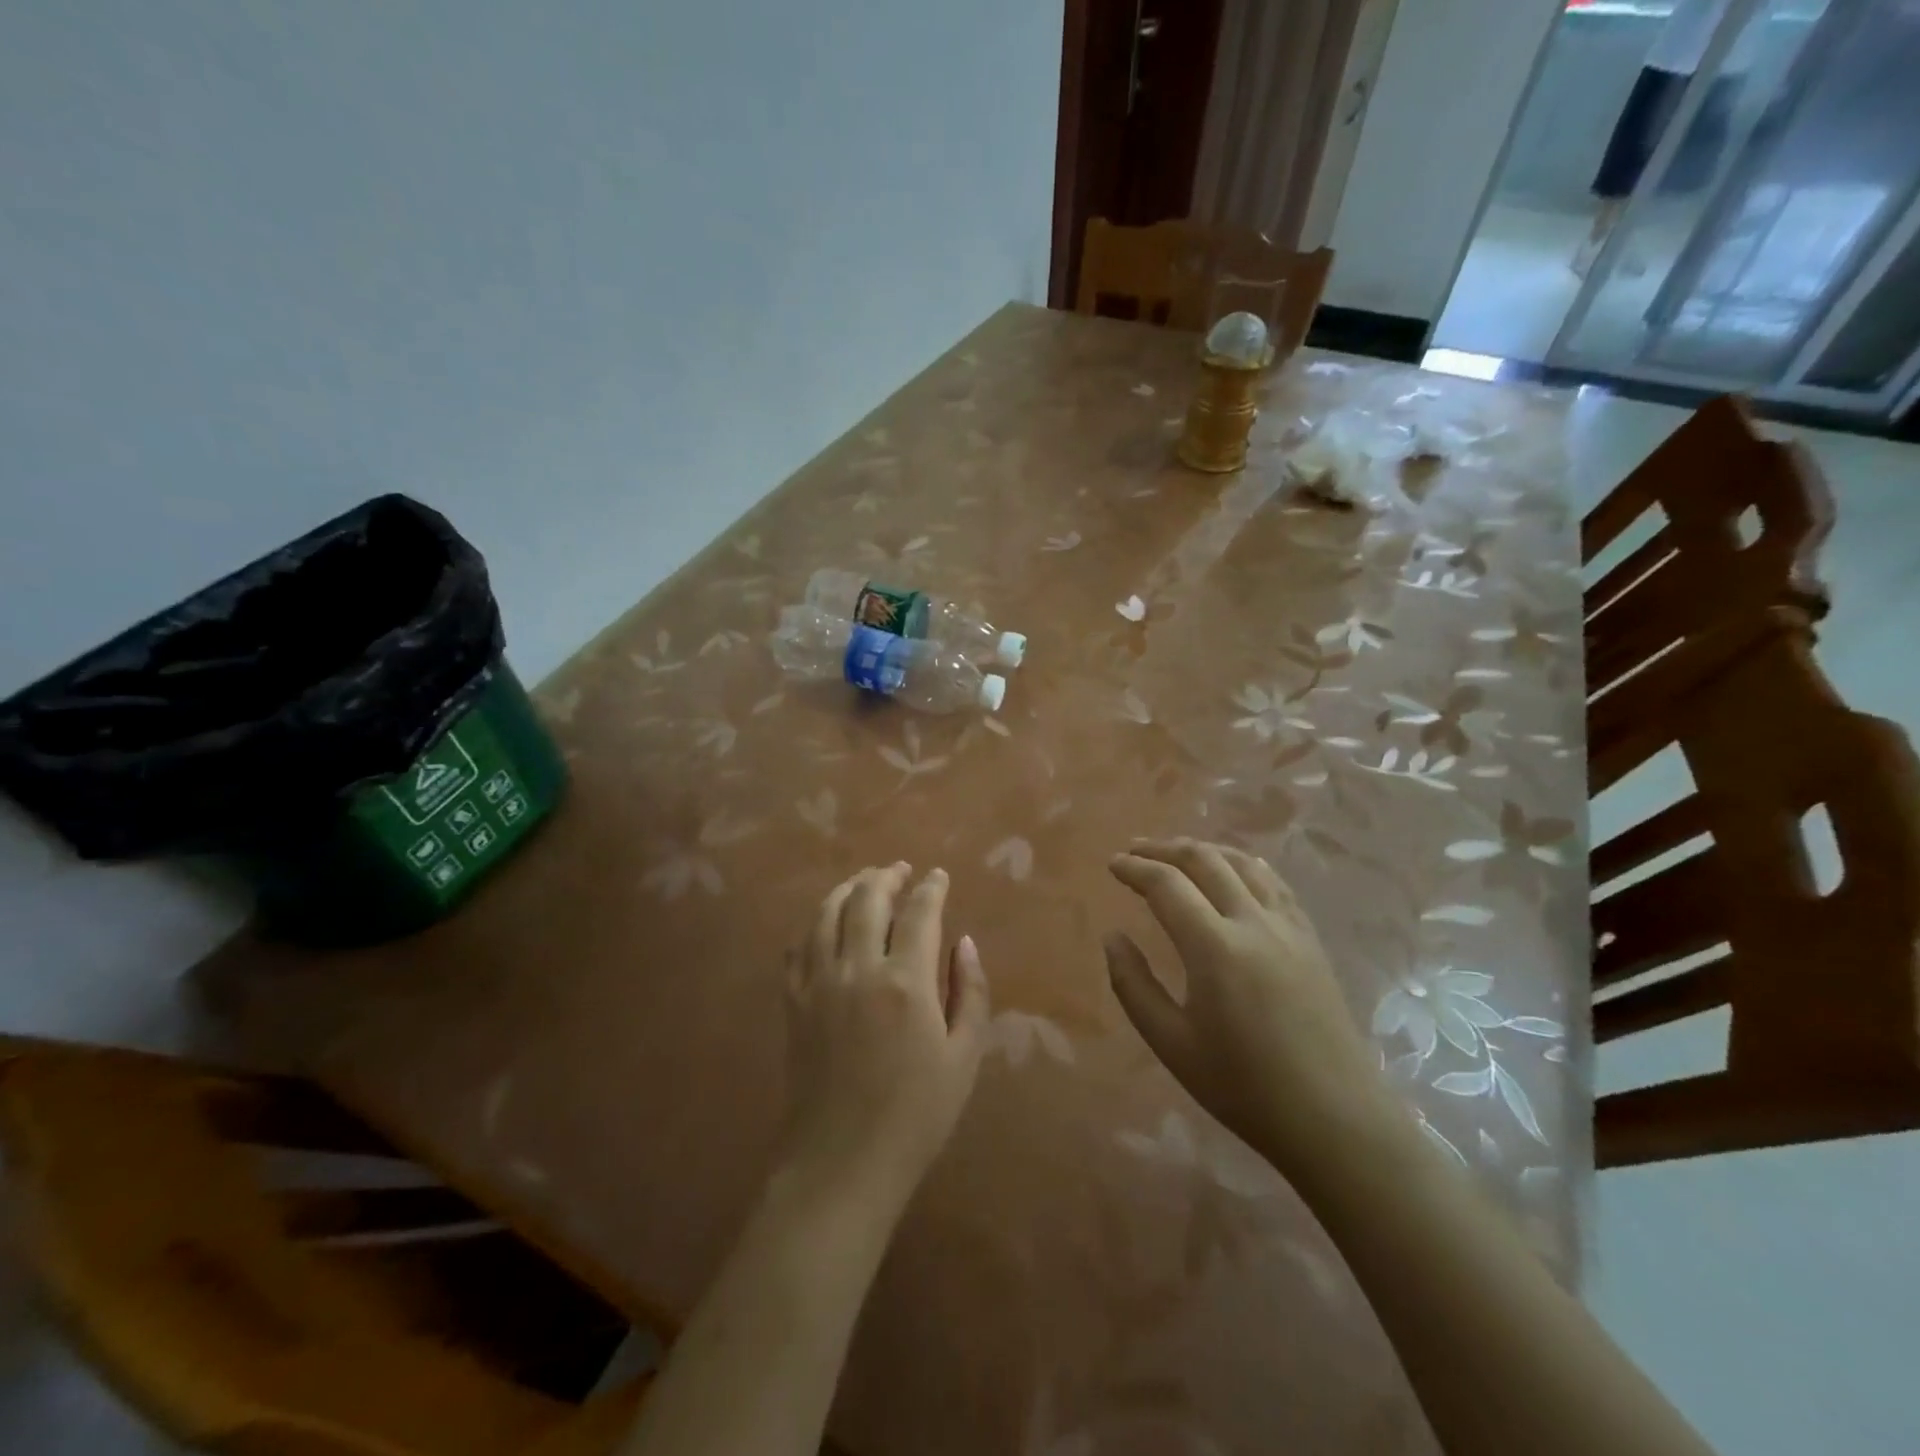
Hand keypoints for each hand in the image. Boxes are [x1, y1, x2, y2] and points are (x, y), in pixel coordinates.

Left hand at [779, 863, 990, 1211]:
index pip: (920, 912)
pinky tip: (824, 926)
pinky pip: (797, 949)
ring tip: (864, 881)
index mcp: (906, 982)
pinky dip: (813, 927)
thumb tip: (963, 942)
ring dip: (847, 889)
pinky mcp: (793, 1004)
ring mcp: (819, 984)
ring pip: (827, 915)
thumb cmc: (916, 1115)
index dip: (931, 887)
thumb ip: (970, 992)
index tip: (938, 876)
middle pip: (867, 900)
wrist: (842, 1165)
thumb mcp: (964, 1057)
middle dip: (886, 876)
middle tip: (900, 869)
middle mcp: (858, 969)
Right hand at [1104, 839, 1400, 1177]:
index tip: (1113, 865)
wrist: (1335, 1119)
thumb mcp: (1171, 1044)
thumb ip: (1133, 985)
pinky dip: (1242, 864)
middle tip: (1135, 850)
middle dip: (1164, 849)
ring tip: (1177, 853)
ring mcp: (1289, 927)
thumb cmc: (1244, 1088)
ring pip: (1243, 862)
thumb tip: (1112, 938)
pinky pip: (1273, 882)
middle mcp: (1254, 923)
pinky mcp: (1310, 939)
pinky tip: (1234, 870)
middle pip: (1205, 860)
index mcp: (1215, 948)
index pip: (1167, 885)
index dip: (1135, 869)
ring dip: (1204, 850)